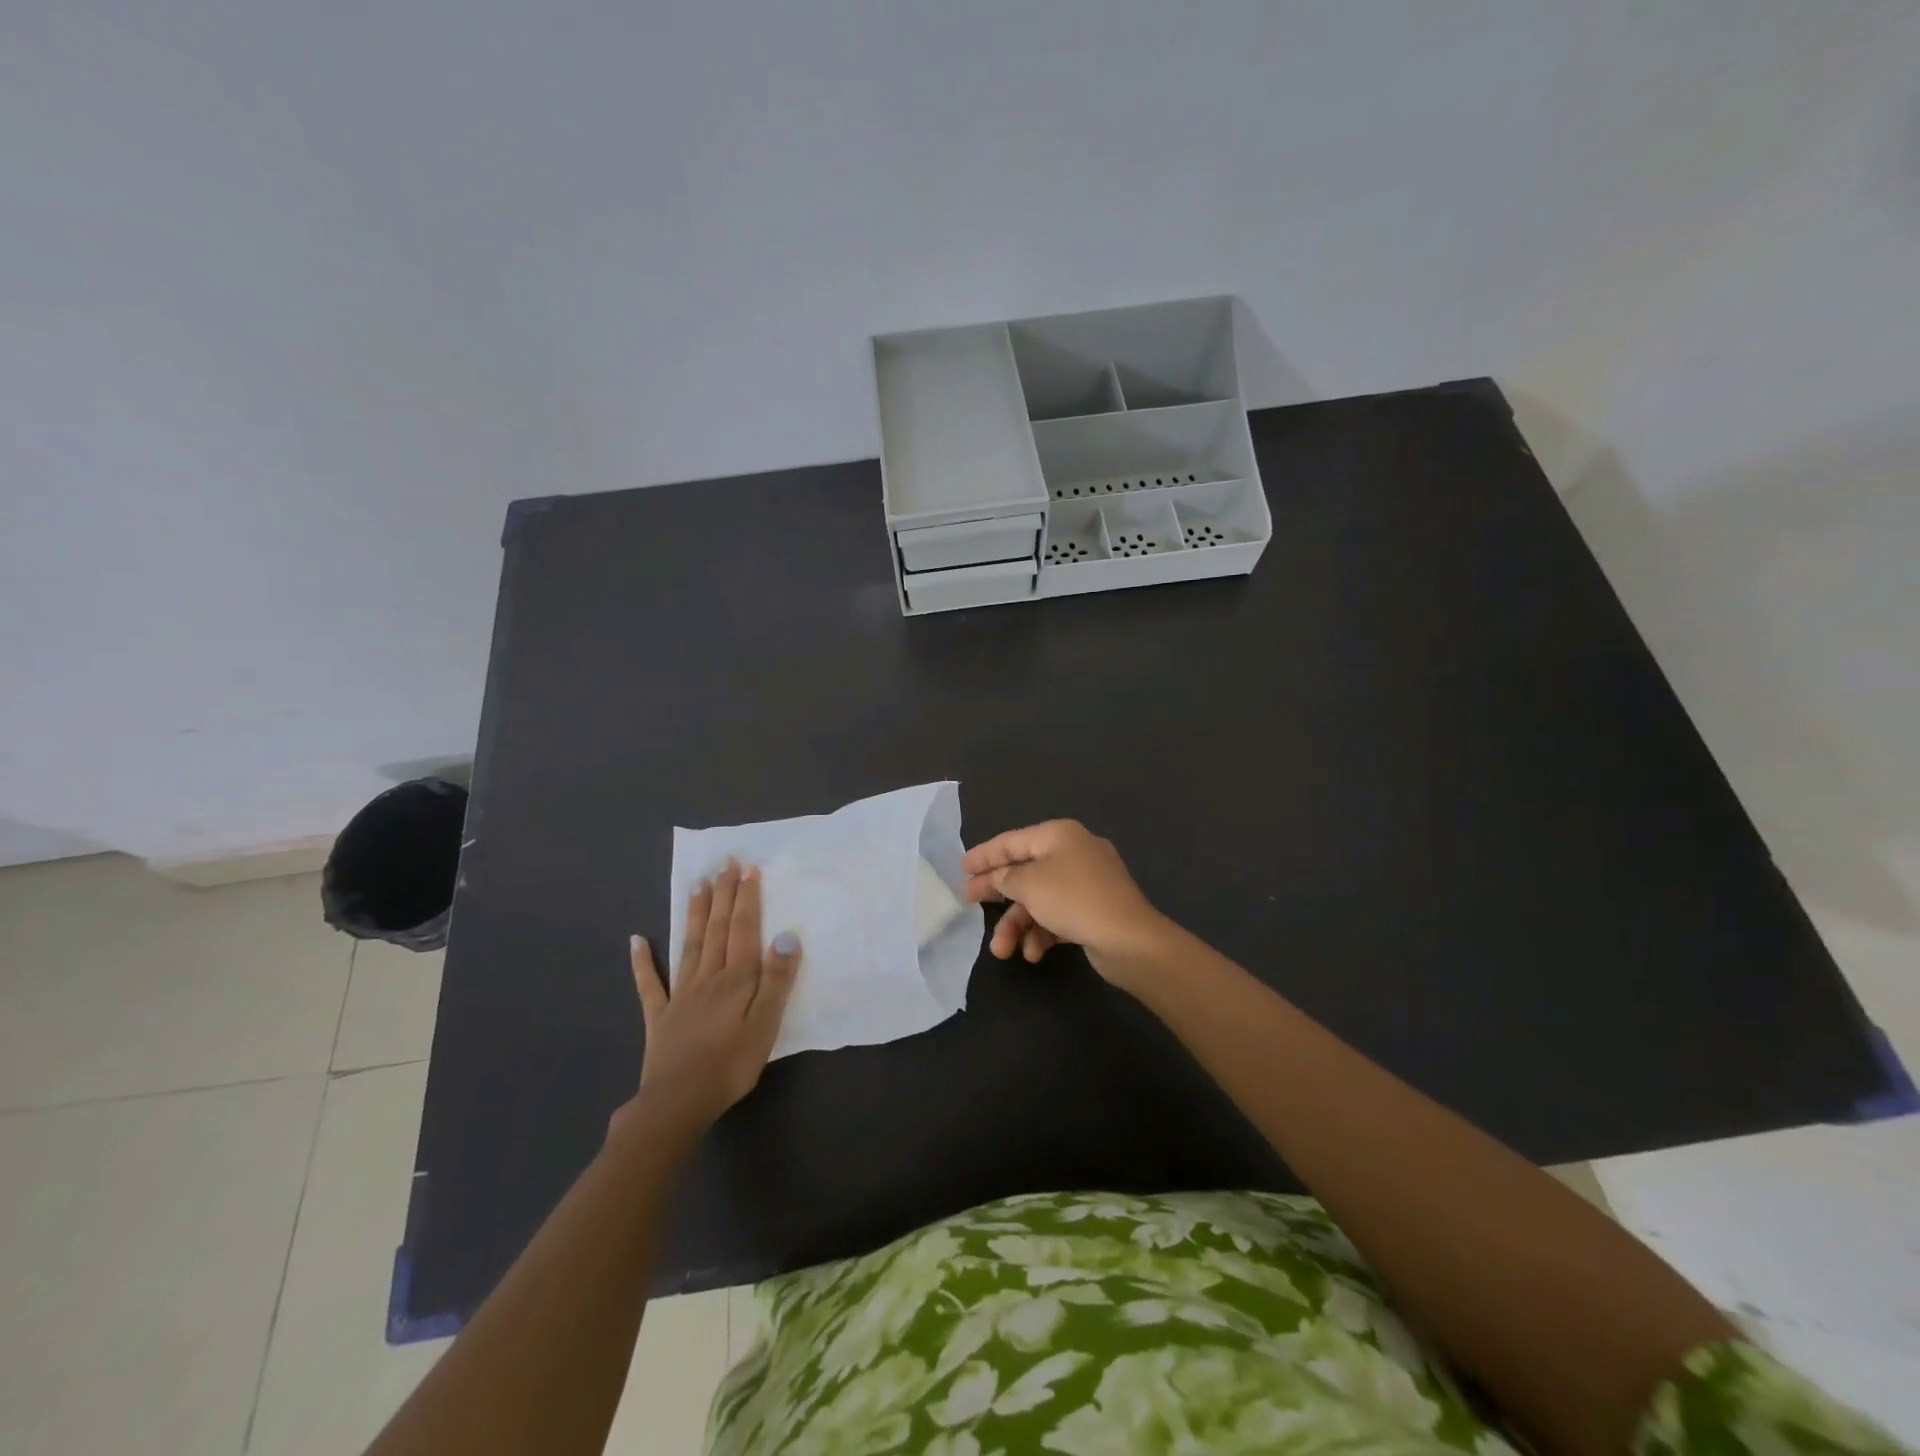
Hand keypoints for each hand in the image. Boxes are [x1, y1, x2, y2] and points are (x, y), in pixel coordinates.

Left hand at [624, 861, 800, 1131]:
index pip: (744, 930)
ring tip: (698, 884)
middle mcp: (707, 977)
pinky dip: (642, 961)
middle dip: (724, 895)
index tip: (749, 869)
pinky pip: (649, 984)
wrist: (677, 1103)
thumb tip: (786, 935)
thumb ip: (776, 979)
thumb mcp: (766, 1024)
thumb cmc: (731, 1065)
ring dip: (696, 913)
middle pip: (718, 929)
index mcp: (736, 980)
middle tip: (725, 863)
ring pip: (690, 945)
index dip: (747, 899)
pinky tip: (636, 940)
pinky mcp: (660, 1016)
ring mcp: (680, 995)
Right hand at [961, 820, 1167, 983]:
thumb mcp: (1029, 884)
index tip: (961, 868)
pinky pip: (1057, 916)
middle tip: (968, 903)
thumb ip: (1006, 877)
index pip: (1012, 841)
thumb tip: (1000, 877)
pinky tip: (1033, 954)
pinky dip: (1042, 933)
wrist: (1130, 940)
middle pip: (1024, 870)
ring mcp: (1086, 883)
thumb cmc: (1074, 900)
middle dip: (997, 893)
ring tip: (1003, 951)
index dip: (984, 854)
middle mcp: (1073, 853)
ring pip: (1039, 899)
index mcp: (1059, 835)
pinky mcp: (1093, 911)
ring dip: (1018, 924)